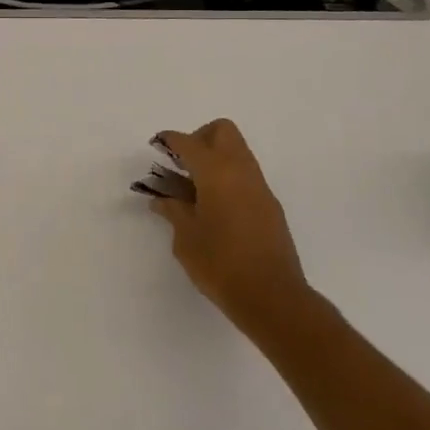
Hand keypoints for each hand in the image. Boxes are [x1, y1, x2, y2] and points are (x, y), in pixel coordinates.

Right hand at [148, 118, 311, 338]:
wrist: (273, 297)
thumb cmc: (221, 264)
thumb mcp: (186, 238)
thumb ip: (173, 211)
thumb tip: (162, 199)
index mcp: (216, 172)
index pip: (189, 143)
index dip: (170, 140)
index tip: (157, 145)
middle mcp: (241, 171)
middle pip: (222, 131)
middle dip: (199, 138)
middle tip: (183, 164)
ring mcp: (260, 187)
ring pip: (238, 151)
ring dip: (216, 158)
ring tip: (195, 188)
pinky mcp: (270, 205)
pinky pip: (246, 175)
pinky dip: (228, 178)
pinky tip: (215, 207)